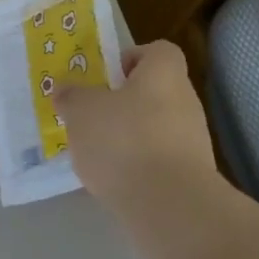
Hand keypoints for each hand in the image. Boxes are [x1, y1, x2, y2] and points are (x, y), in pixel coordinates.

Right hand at [53, 40, 218, 210]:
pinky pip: (160, 160)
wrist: (171, 207)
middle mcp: (186, 101)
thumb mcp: (82, 112)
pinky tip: (116, 181)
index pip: (157, 51)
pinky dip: (139, 166)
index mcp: (164, 73)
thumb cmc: (124, 141)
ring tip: (98, 153)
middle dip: (124, 103)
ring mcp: (194, 141)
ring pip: (156, 127)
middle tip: (93, 115)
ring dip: (130, 136)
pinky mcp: (192, 177)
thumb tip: (64, 88)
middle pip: (154, 91)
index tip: (107, 77)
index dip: (132, 58)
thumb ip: (71, 96)